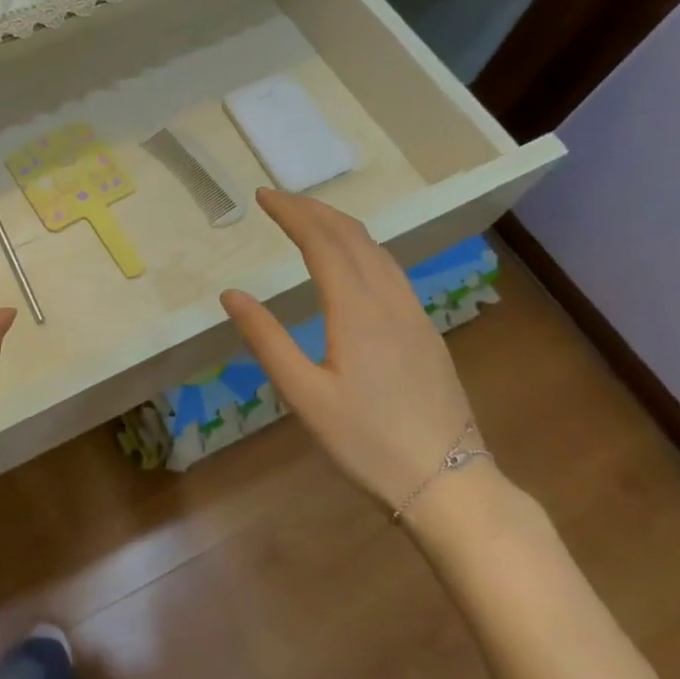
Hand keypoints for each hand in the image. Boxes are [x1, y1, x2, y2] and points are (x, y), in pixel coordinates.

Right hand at [220, 189, 475, 511]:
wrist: (448, 482)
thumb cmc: (366, 441)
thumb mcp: (303, 395)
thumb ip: (267, 340)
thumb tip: (231, 294)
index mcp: (356, 310)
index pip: (322, 242)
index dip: (291, 213)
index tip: (262, 196)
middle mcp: (389, 300)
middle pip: (353, 236)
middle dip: (314, 210)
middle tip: (279, 199)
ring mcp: (414, 315)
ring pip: (377, 250)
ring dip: (341, 226)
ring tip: (310, 219)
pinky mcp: (425, 332)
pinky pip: (391, 270)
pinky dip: (363, 248)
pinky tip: (353, 262)